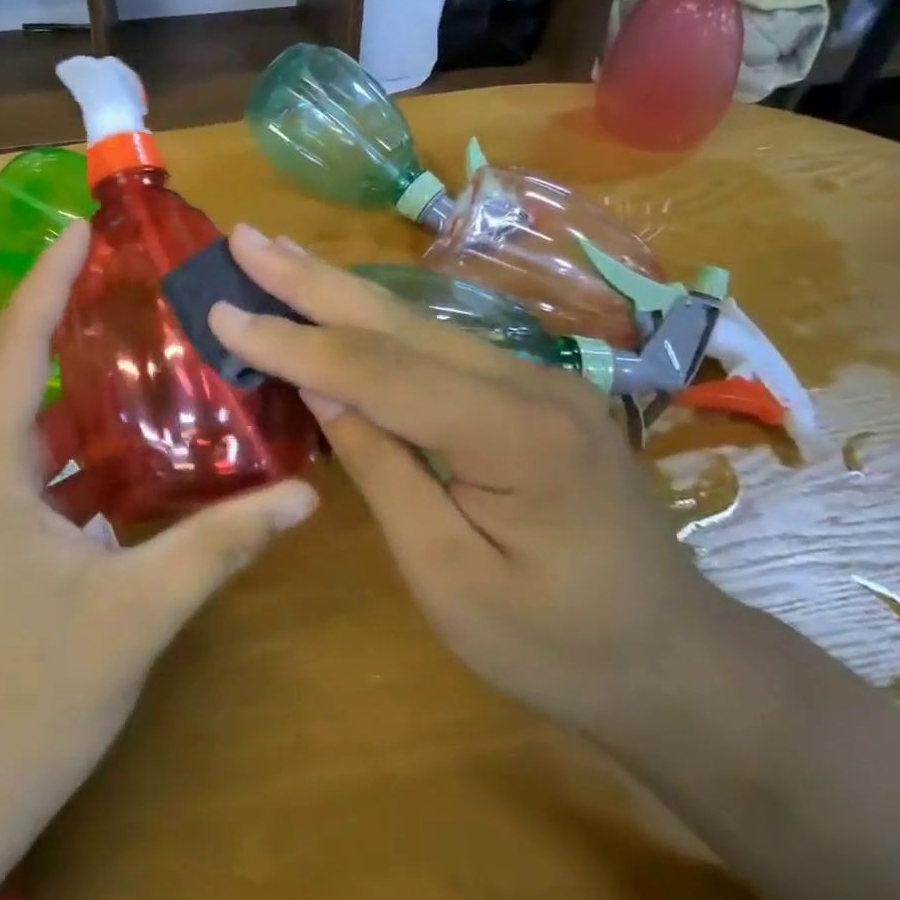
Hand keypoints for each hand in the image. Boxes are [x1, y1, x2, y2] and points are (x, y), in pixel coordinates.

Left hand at [0, 222, 319, 892]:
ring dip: (78, 392)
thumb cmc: (22, 700)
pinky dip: (74, 449)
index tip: (79, 228)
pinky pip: (27, 472)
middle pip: (21, 375)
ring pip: (26, 428)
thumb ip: (216, 546)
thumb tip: (301, 495)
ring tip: (144, 352)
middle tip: (137, 286)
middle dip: (72, 323)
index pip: (17, 345)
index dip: (47, 279)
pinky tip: (127, 451)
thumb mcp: (132, 617)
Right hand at [208, 225, 730, 743]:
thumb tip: (320, 387)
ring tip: (276, 255)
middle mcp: (530, 384)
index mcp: (514, 435)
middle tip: (245, 238)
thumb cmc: (558, 644)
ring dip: (338, 289)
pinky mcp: (532, 391)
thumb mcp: (450, 578)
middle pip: (397, 322)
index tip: (223, 314)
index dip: (293, 341)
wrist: (676, 661)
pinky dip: (375, 322)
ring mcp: (538, 380)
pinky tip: (340, 303)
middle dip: (310, 280)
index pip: (378, 371)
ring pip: (418, 322)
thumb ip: (384, 470)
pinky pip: (439, 345)